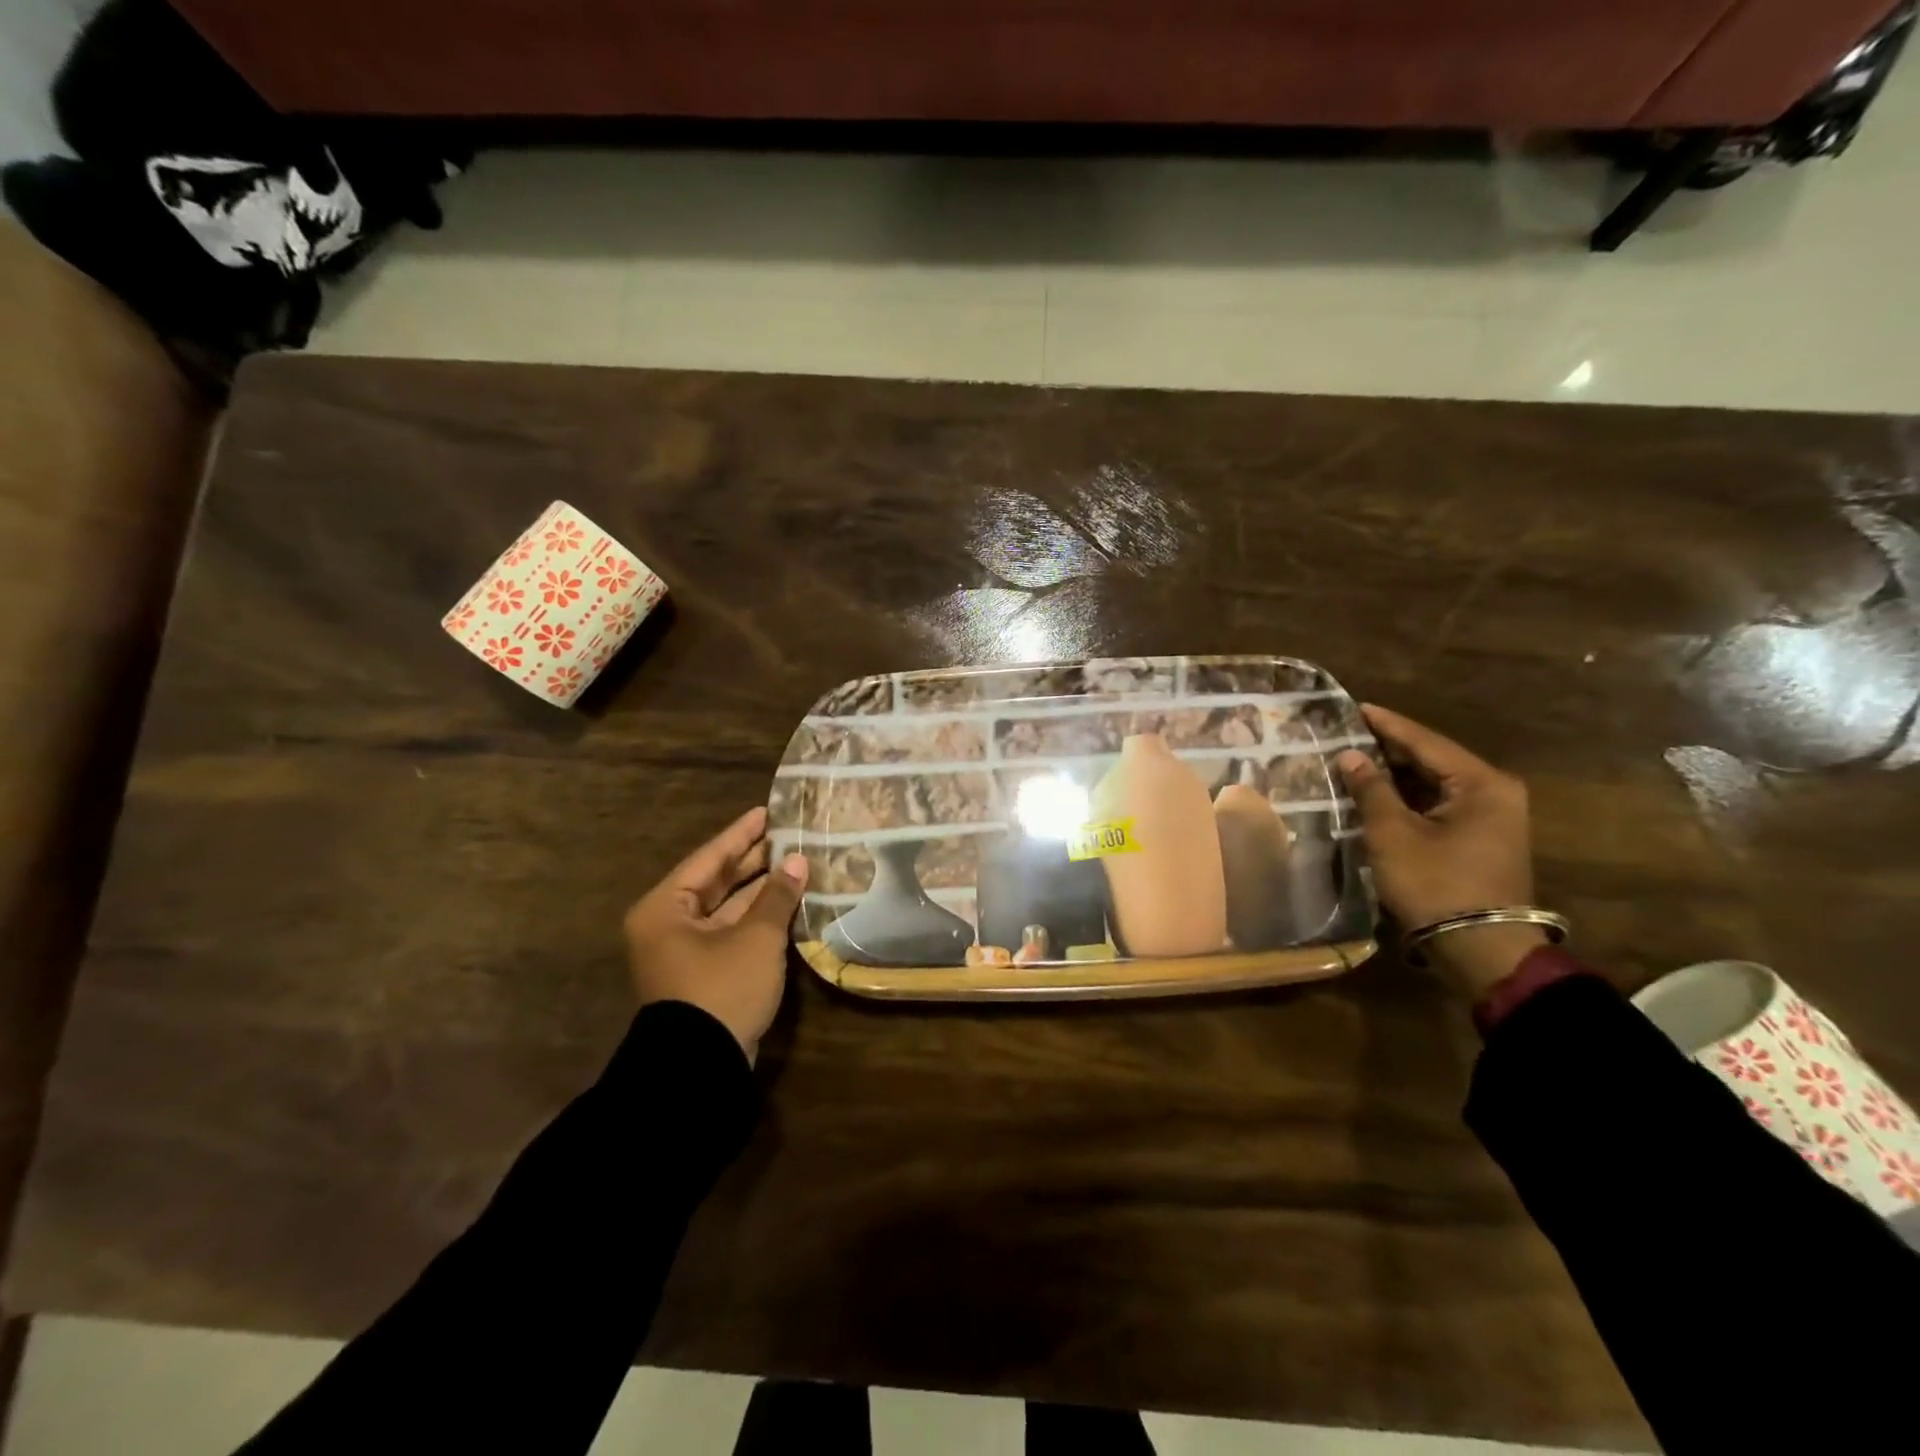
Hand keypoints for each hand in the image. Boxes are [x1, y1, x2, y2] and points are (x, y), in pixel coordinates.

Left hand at [624, 806, 809, 1063]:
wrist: (699, 1067)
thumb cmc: (721, 988)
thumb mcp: (755, 937)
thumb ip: (777, 895)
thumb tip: (798, 861)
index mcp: (666, 908)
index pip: (709, 858)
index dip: (741, 834)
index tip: (767, 812)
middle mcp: (669, 924)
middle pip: (715, 881)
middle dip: (753, 860)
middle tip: (787, 836)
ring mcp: (685, 951)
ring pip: (726, 908)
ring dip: (759, 890)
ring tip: (795, 864)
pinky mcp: (704, 973)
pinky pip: (732, 931)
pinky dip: (757, 917)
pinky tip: (787, 902)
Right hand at [1335, 705, 1542, 998]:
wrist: (1480, 948)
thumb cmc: (1436, 884)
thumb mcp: (1393, 834)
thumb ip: (1371, 789)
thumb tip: (1351, 755)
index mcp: (1482, 784)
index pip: (1426, 741)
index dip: (1387, 724)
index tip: (1356, 707)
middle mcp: (1495, 792)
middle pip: (1434, 759)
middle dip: (1391, 747)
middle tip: (1350, 732)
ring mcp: (1493, 817)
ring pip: (1435, 783)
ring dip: (1397, 774)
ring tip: (1357, 758)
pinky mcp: (1481, 839)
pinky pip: (1440, 803)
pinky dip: (1409, 796)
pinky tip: (1379, 792)